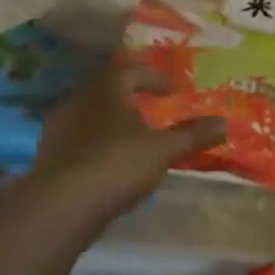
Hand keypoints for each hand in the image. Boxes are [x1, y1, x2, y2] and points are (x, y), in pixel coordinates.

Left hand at [31, 62, 226, 218]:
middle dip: (131, 96)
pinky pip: (79, 138)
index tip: (172, 90)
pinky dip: (97, 142)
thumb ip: (192, 135)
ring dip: (112, 120)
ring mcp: (58, 127)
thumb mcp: (162, 150)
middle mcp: (78, 99)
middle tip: (152, 109)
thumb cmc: (117, 164)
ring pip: (91, 114)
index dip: (154, 77)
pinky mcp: (49, 153)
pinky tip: (110, 162)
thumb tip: (225, 122)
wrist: (61, 204)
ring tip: (133, 137)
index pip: (131, 69)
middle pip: (107, 89)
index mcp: (106, 88)